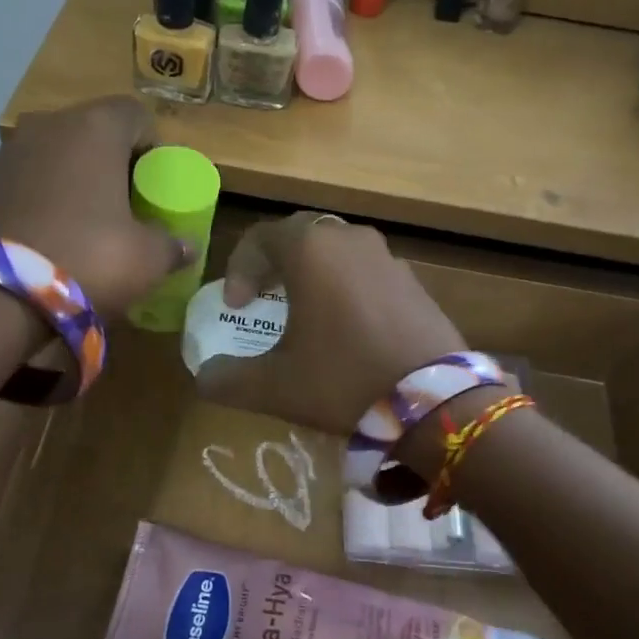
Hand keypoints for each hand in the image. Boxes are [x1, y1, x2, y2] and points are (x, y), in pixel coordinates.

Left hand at [0, 98, 190, 318]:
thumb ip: (172, 247)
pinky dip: (35, 202)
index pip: (136, 115)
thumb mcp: (146, 260)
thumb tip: (187, 246)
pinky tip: (41, 241)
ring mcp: (4, 154)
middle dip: (109, 164)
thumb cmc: (86, 259)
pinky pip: (19, 185)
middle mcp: (46, 127)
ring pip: (51, 158)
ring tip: (79, 226)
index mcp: (94, 129)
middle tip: (122, 206)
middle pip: (90, 133)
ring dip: (69, 182)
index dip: (152, 147)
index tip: (155, 184)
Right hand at [194, 212, 466, 434]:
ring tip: (304, 314)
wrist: (434, 402)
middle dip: (274, 265)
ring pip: (336, 252)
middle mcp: (349, 239)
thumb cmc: (343, 380)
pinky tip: (347, 328)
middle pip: (301, 237)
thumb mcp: (275, 386)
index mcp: (311, 250)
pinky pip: (366, 271)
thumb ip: (228, 379)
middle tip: (263, 299)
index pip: (261, 236)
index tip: (236, 306)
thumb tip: (205, 377)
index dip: (239, 267)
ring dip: (312, 275)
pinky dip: (346, 287)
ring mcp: (387, 257)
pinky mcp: (413, 280)